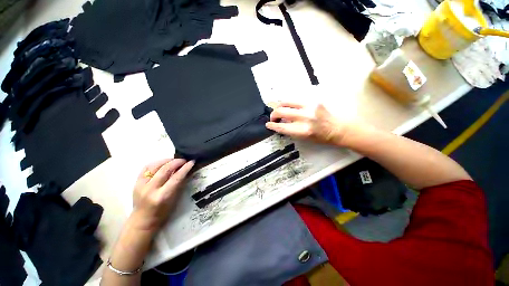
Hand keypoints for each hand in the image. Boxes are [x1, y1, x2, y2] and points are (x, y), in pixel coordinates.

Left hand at [131, 158, 193, 233]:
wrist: (142, 221)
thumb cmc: (162, 214)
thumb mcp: (174, 200)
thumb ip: (179, 185)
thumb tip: (186, 171)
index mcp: (162, 196)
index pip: (176, 178)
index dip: (185, 168)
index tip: (192, 162)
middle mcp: (150, 189)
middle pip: (165, 169)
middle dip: (177, 162)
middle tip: (184, 160)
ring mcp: (141, 185)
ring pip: (155, 166)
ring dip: (167, 160)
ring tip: (174, 160)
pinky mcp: (136, 183)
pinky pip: (146, 168)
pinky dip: (156, 163)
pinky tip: (163, 163)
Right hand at [266, 102, 348, 145]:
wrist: (342, 128)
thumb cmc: (324, 137)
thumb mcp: (306, 138)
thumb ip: (293, 130)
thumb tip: (283, 123)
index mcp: (304, 130)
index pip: (282, 127)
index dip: (273, 126)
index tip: (268, 124)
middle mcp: (305, 117)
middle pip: (281, 111)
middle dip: (274, 114)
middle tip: (273, 117)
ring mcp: (310, 106)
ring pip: (287, 101)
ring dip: (280, 105)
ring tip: (280, 109)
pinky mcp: (314, 99)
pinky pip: (297, 99)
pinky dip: (291, 103)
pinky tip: (291, 106)